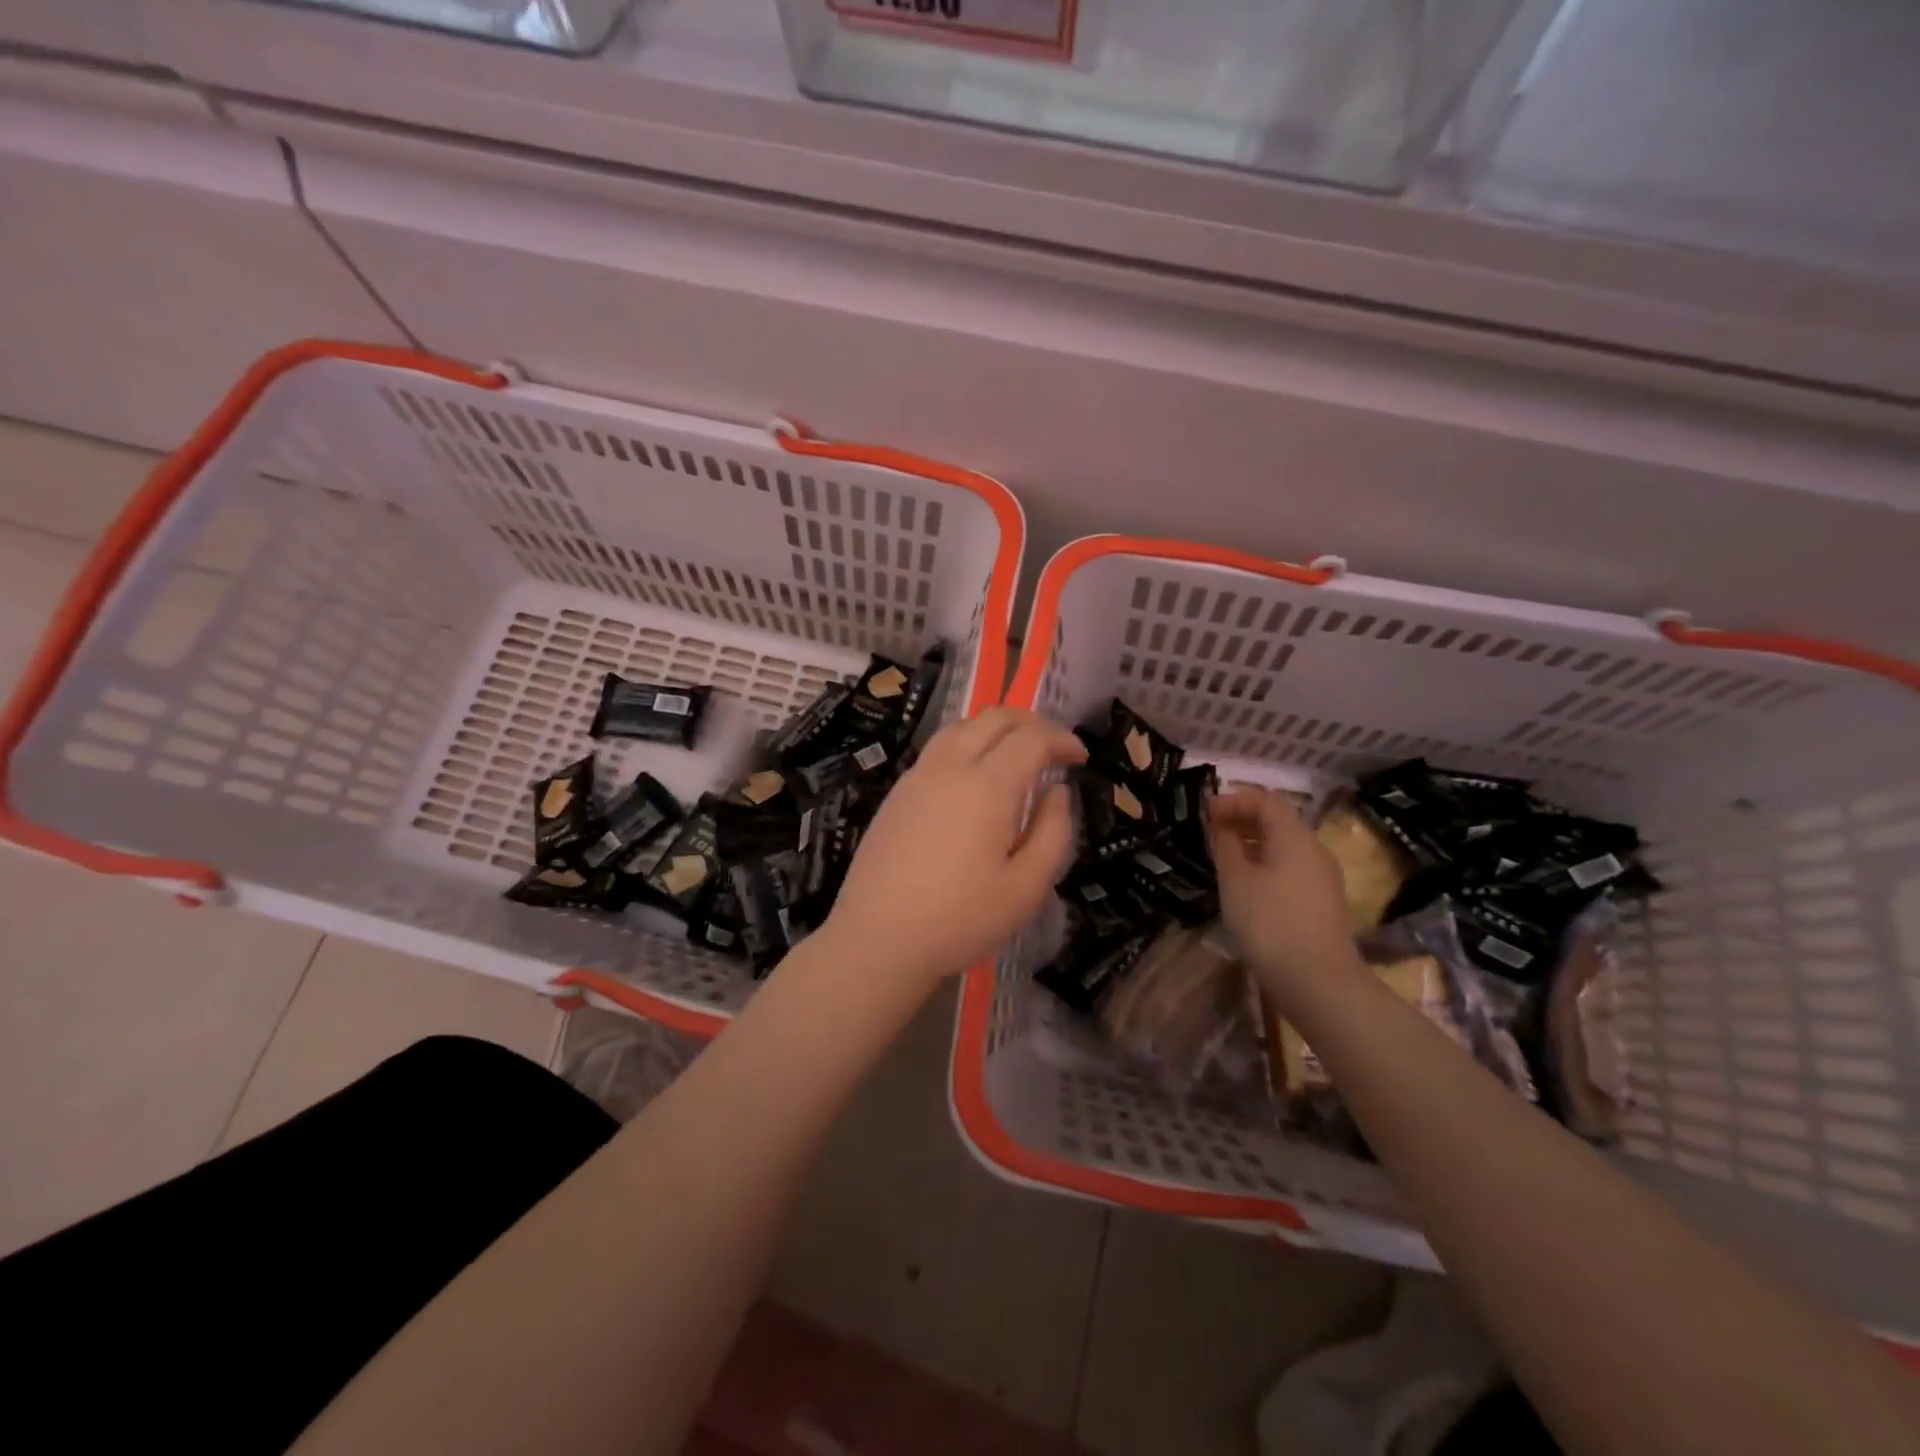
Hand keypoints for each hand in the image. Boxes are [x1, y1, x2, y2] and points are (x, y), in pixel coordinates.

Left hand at [823, 708, 1085, 989]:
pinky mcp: (897, 793)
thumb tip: (1056, 792)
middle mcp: (950, 767)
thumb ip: (1052, 832)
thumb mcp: (1027, 888)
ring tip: (1016, 751)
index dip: (1061, 740)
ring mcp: (917, 776)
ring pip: (961, 727)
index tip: (1080, 757)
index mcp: (987, 786)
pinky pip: (938, 748)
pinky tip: (974, 774)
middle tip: (1054, 746)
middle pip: (993, 719)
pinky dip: (967, 743)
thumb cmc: (960, 919)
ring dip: (995, 728)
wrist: (878, 939)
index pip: (1031, 739)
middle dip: (1031, 722)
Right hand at [1209, 788, 1363, 996]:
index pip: (1265, 799)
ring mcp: (1322, 877)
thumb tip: (1221, 825)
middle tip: (1209, 832)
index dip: (1233, 799)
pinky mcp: (1321, 902)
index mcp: (1294, 837)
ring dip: (1252, 843)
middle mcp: (1314, 849)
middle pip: (1277, 820)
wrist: (1318, 982)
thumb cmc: (1270, 922)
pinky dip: (1264, 864)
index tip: (1204, 812)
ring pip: (1284, 846)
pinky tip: (1244, 885)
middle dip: (1241, 819)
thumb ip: (1225, 845)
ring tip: (1222, 857)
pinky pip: (1289, 868)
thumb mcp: (1235, 880)